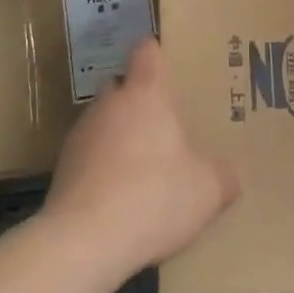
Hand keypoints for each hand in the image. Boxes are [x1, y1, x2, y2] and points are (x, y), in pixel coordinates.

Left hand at [44, 39, 238, 277]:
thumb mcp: (206, 190)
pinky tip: (118, 195)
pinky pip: (89, 155)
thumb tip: (231, 175)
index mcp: (145, 94)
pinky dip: (102, 166)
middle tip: (165, 122)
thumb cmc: (153, 197)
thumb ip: (222, 176)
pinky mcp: (62, 167)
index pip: (147, 52)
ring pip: (103, 121)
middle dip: (139, 99)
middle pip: (122, 86)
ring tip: (142, 165)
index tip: (170, 62)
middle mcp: (109, 104)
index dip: (158, 53)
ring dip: (119, 135)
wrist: (84, 240)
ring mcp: (80, 134)